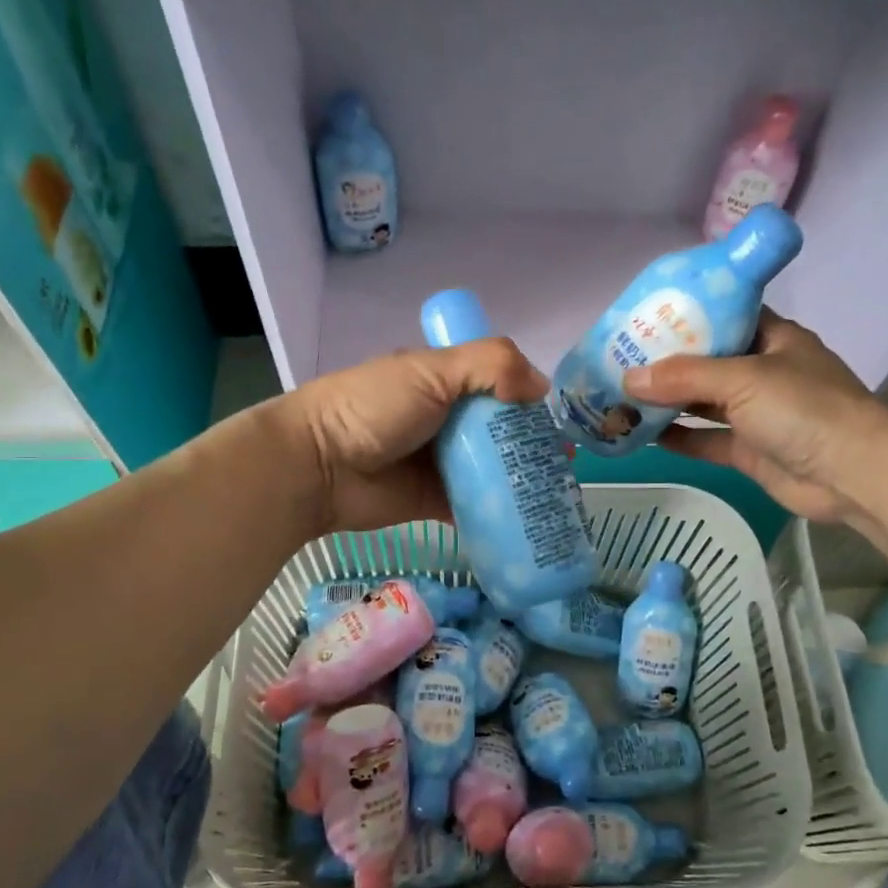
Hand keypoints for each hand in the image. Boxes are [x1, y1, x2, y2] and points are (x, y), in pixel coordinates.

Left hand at [270, 339, 549, 534]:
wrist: (319, 466)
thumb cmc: (374, 407)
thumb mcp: (431, 370)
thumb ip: (490, 365)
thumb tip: (542, 387)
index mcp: (446, 383)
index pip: (500, 387)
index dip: (530, 403)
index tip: (560, 423)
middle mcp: (448, 422)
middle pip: (501, 434)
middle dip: (533, 449)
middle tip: (568, 467)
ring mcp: (442, 465)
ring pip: (492, 473)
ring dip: (522, 483)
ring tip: (560, 496)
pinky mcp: (436, 503)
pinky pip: (475, 509)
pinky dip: (499, 515)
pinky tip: (530, 522)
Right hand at [622, 310, 887, 525]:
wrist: (852, 475)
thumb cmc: (804, 409)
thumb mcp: (743, 379)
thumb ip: (684, 376)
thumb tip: (628, 378)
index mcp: (772, 338)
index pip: (724, 315)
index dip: (686, 315)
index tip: (644, 317)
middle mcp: (763, 371)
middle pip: (707, 361)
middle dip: (666, 362)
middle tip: (619, 359)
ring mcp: (757, 414)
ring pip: (703, 402)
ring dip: (667, 401)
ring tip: (621, 396)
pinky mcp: (750, 450)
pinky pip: (706, 439)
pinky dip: (679, 437)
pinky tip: (643, 434)